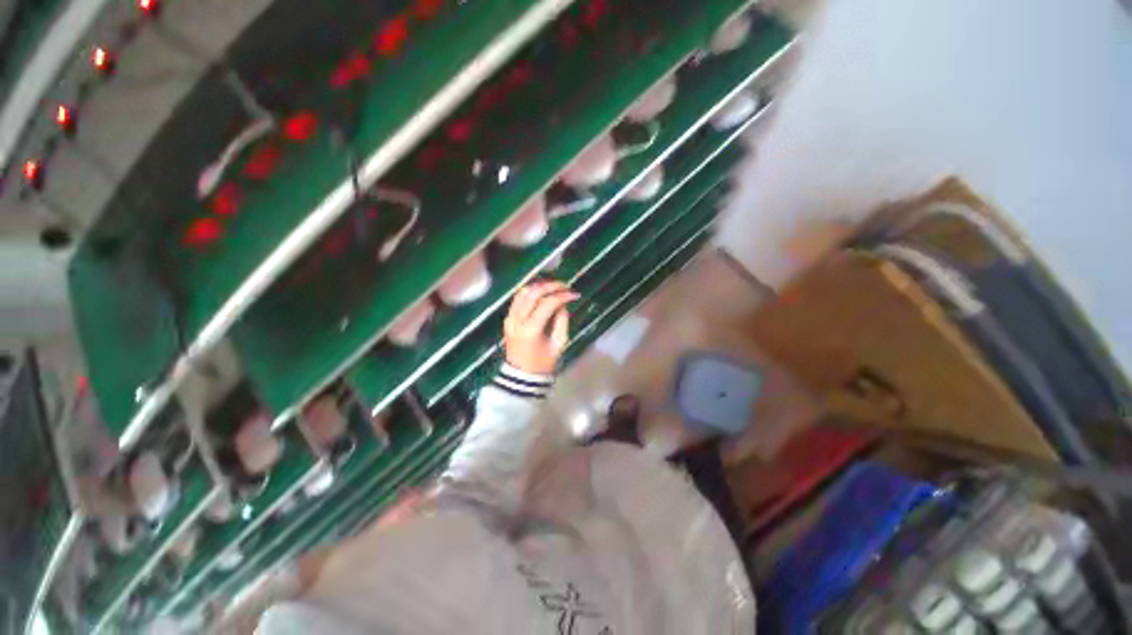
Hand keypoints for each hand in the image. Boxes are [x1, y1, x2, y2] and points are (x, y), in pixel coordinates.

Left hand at [503, 280, 578, 374]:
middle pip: (533, 293)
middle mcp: (517, 320)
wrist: (522, 376)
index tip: (575, 294)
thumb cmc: (543, 363)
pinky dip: (530, 291)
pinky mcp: (508, 318)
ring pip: (523, 292)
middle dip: (551, 285)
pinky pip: (517, 299)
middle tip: (566, 285)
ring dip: (539, 285)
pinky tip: (542, 291)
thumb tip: (563, 303)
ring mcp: (509, 318)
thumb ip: (562, 321)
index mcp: (530, 330)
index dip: (562, 296)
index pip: (547, 304)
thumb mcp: (559, 344)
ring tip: (554, 286)